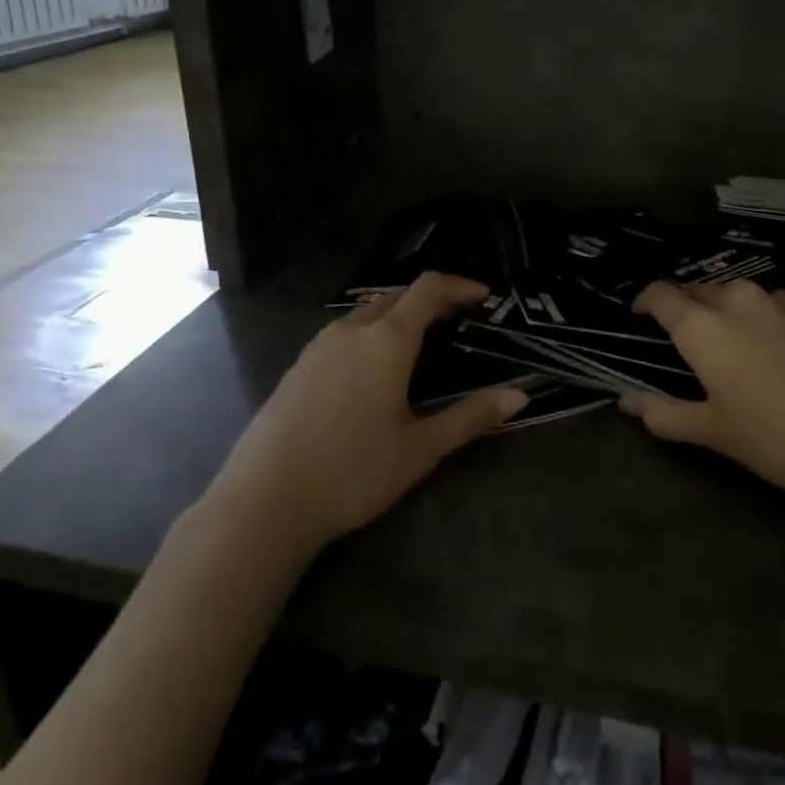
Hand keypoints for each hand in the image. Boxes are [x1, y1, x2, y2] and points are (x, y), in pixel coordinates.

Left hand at [208, 273, 527, 553]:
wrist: (265, 499)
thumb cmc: (354, 471)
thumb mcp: (421, 448)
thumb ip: (471, 417)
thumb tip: (519, 396)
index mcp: (388, 338)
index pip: (429, 288)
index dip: (459, 285)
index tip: (483, 296)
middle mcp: (353, 329)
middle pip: (397, 296)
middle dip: (429, 300)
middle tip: (456, 322)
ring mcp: (320, 344)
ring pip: (367, 312)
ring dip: (397, 315)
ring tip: (419, 344)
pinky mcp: (299, 365)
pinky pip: (344, 332)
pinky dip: (370, 334)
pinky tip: (372, 371)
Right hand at [623, 280, 784, 520]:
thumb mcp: (718, 435)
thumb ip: (667, 414)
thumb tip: (627, 402)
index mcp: (705, 326)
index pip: (661, 293)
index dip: (644, 301)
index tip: (638, 318)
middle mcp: (739, 300)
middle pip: (698, 290)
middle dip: (683, 308)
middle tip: (683, 343)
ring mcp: (782, 302)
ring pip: (737, 296)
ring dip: (724, 313)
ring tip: (731, 349)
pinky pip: (772, 307)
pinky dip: (760, 321)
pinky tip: (777, 356)